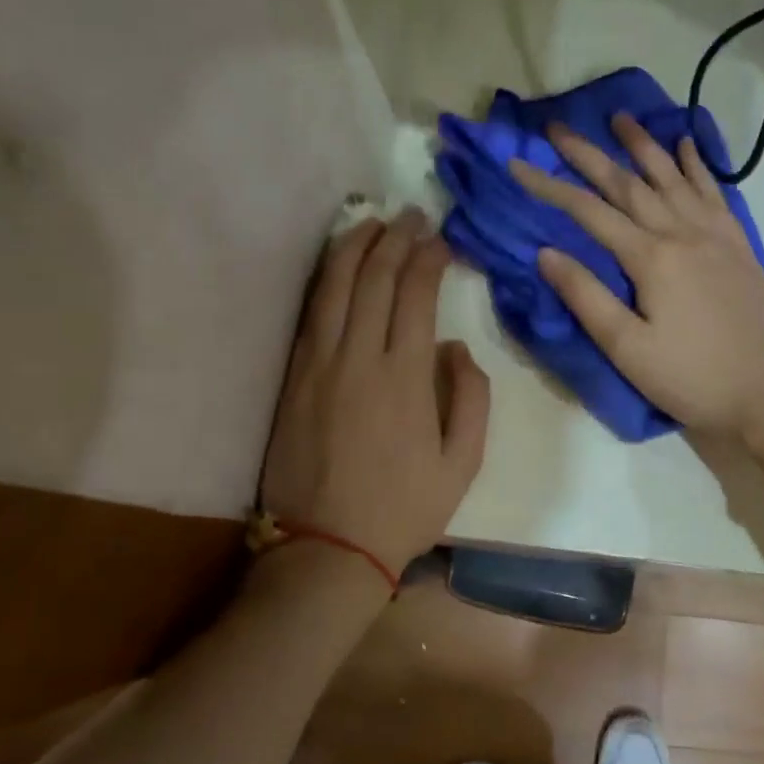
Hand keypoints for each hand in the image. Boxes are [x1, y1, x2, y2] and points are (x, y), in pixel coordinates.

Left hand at [261, 210, 490, 578]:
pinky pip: (309, 313)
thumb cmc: (404, 508)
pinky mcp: (292, 377)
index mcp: (406, 377)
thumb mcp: (463, 464)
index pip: (416, 296)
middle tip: (412, 216)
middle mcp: (360, 358)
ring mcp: (318, 364)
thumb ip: (471, 399)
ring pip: (334, 287)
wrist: (327, 548)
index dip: (429, 259)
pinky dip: (324, 279)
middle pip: (375, 280)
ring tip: (372, 221)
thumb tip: (456, 347)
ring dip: (355, 247)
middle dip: (396, 239)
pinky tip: (336, 263)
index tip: (441, 241)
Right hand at [508, 113, 763, 440]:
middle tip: (559, 127)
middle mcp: (683, 233)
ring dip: (644, 146)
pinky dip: (698, 165)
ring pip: (673, 178)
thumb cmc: (691, 378)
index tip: (519, 163)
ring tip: (621, 118)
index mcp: (651, 258)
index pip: (589, 212)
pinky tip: (687, 145)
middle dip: (590, 154)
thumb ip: (587, 297)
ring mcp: (716, 235)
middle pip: (629, 184)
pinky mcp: (740, 246)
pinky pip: (715, 193)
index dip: (550, 186)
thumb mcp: (628, 350)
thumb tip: (546, 253)